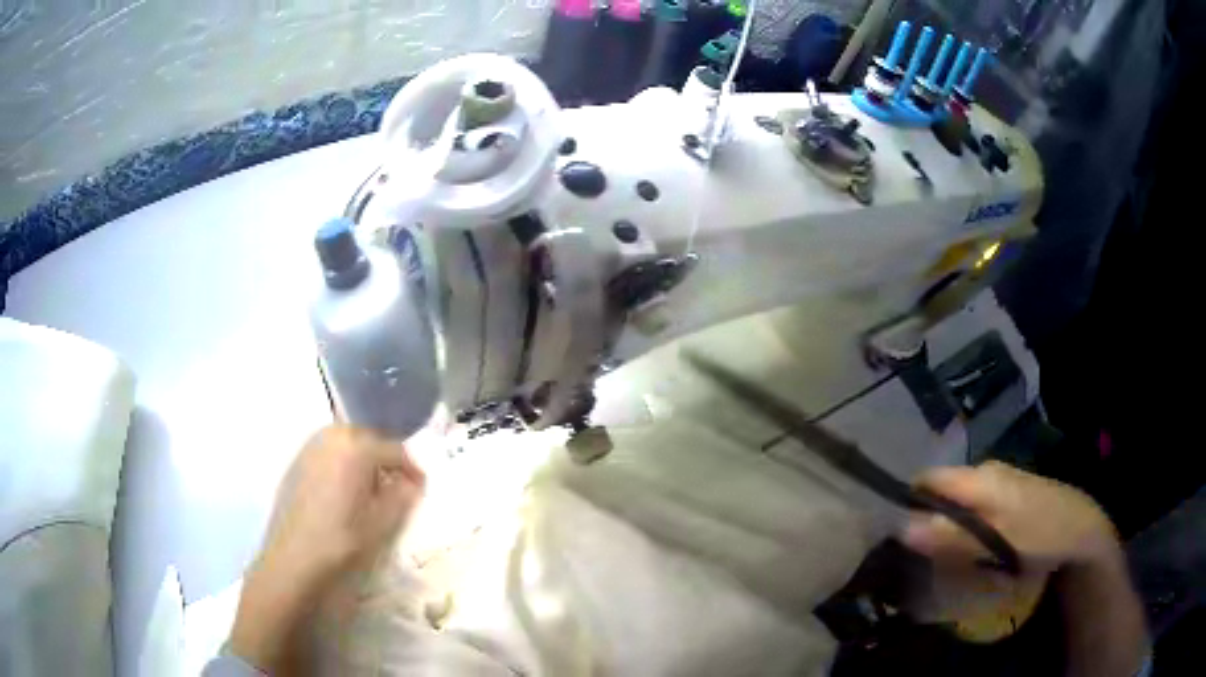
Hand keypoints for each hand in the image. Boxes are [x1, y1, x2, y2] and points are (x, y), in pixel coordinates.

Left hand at [230, 425, 424, 669]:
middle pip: (368, 440)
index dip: (412, 469)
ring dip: (362, 462)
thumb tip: (412, 483)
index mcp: (356, 447)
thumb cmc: (341, 541)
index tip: (420, 488)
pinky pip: (328, 454)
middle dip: (385, 461)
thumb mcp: (380, 523)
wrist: (292, 560)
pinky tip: (342, 494)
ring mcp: (310, 447)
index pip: (395, 450)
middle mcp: (332, 436)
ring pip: (346, 444)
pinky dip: (341, 466)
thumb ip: (401, 497)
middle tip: (396, 489)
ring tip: (369, 492)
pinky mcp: (296, 462)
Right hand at [902, 461, 1118, 574]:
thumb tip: (901, 528)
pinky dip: (963, 527)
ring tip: (938, 559)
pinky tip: (968, 550)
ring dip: (945, 526)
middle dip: (924, 519)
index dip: (906, 501)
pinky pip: (973, 507)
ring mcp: (999, 482)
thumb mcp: (995, 541)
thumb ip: (951, 536)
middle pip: (941, 490)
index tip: (892, 535)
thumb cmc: (1039, 533)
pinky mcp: (1008, 495)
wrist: (1081, 527)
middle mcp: (985, 472)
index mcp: (979, 477)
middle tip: (915, 556)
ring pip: (958, 500)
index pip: (928, 479)